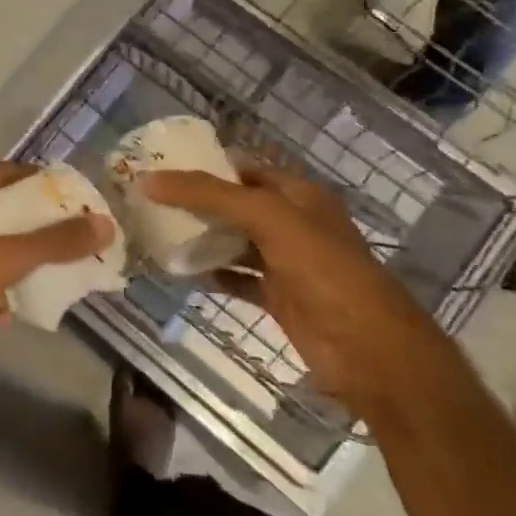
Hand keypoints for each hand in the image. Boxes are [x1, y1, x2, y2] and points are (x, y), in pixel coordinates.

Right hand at [139, 164, 449, 411]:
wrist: (369, 350)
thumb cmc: (324, 270)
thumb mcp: (268, 218)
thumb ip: (209, 195)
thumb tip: (148, 180)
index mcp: (298, 195)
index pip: (243, 169)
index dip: (203, 165)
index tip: (158, 166)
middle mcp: (292, 223)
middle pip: (234, 205)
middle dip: (195, 202)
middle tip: (147, 199)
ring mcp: (285, 262)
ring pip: (233, 241)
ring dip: (199, 238)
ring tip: (154, 231)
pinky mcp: (277, 297)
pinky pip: (236, 278)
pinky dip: (210, 274)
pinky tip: (179, 271)